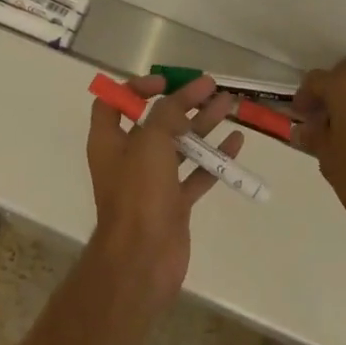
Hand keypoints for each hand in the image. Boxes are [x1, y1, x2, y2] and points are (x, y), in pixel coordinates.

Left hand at [86, 74, 242, 305]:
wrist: (142, 260)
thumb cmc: (138, 193)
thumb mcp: (150, 140)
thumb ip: (167, 114)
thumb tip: (180, 101)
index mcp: (110, 141)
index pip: (114, 103)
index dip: (135, 88)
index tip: (164, 83)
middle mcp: (129, 158)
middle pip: (156, 121)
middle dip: (183, 102)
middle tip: (210, 86)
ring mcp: (152, 182)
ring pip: (179, 145)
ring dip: (202, 124)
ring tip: (229, 105)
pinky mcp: (173, 203)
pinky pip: (196, 173)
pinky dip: (214, 158)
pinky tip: (236, 143)